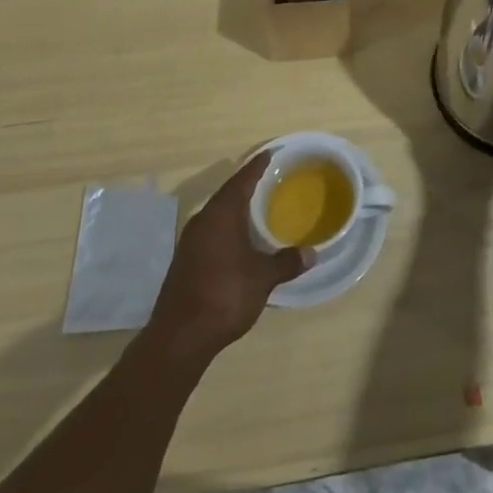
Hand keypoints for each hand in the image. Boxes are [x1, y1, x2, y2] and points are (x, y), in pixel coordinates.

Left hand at [150, 153, 311, 359]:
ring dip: (235, 209)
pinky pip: (210, 232)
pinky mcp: (185, 261)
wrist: (179, 338)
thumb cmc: (224, 295)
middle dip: (246, 186)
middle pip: (227, 194)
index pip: (242, 180)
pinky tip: (238, 239)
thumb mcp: (262, 278)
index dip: (257, 166)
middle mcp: (203, 220)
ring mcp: (190, 241)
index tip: (270, 154)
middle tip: (268, 179)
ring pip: (217, 215)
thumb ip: (286, 262)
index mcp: (221, 214)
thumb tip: (312, 253)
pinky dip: (226, 228)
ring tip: (256, 207)